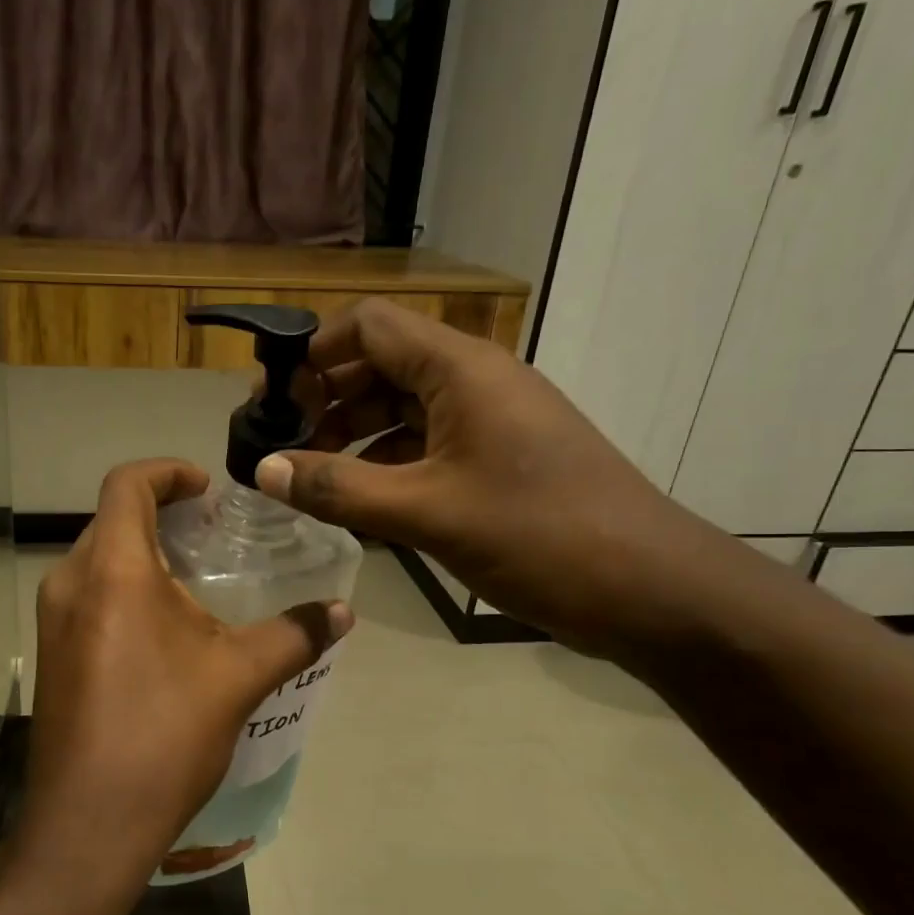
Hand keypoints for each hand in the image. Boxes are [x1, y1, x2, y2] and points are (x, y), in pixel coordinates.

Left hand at [19, 459, 352, 891]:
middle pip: (112, 519)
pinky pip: (88, 596)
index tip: (208, 490)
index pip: (128, 483)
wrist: (89, 823)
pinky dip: (124, 589)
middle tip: (211, 535)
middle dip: (161, 514)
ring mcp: (53, 620)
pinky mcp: (51, 653)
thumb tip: (342, 612)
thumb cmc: (164, 735)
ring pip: (98, 559)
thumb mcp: (239, 677)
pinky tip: (164, 629)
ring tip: (194, 581)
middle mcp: (70, 582)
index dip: (169, 472)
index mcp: (112, 570)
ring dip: (141, 554)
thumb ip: (295, 634)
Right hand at [254, 299, 746, 657]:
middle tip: (279, 447)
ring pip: (400, 408)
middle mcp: (473, 381)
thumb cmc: (539, 536)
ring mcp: (488, 420)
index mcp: (459, 369)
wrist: (651, 589)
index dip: (312, 353)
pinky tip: (357, 502)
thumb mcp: (427, 512)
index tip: (271, 402)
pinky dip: (384, 464)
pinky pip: (424, 444)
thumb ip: (338, 489)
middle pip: (379, 364)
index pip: (368, 325)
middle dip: (324, 400)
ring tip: (307, 480)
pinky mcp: (496, 459)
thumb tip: (262, 469)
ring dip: (351, 436)